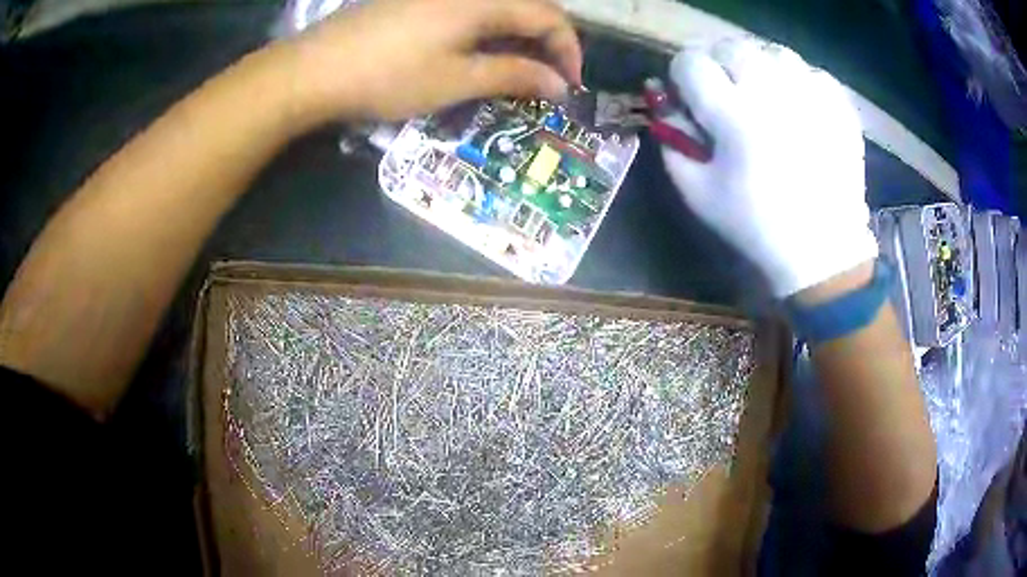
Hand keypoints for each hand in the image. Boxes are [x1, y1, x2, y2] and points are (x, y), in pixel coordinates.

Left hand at [287, 0, 581, 122]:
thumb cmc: (388, 76)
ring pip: (498, 9)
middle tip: (545, 80)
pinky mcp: (417, 1)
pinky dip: (488, 32)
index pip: (549, 17)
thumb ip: (514, 76)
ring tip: (516, 73)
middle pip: (527, 8)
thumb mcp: (456, 81)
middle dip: (546, 43)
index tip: (569, 86)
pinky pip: (471, 10)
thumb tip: (559, 85)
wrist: (314, 69)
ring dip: (517, 39)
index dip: (568, 51)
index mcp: (483, 1)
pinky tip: (479, 54)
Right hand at [661, 39, 877, 297]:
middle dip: (720, 64)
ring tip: (765, 95)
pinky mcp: (839, 106)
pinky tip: (799, 107)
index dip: (684, 75)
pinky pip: (811, 71)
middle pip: (731, 46)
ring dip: (760, 67)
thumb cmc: (756, 224)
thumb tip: (664, 100)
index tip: (691, 95)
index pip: (691, 62)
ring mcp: (811, 96)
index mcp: (734, 117)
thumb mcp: (698, 193)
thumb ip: (672, 140)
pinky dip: (799, 81)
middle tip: (728, 93)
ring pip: (772, 51)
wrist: (823, 249)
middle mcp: (773, 94)